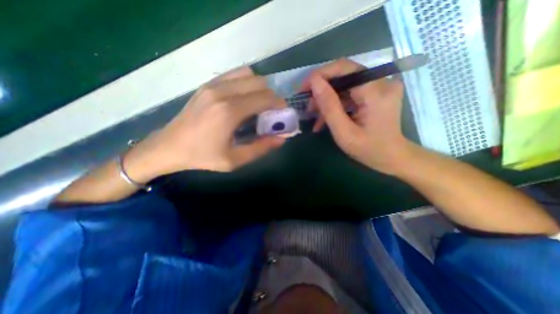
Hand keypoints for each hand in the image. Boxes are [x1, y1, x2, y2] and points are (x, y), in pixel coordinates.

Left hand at [124, 68, 285, 182]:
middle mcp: (222, 92)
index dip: (279, 104)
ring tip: (258, 104)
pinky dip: (246, 82)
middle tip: (271, 111)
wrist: (169, 147)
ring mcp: (213, 85)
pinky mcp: (207, 84)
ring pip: (249, 74)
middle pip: (260, 83)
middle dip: (271, 96)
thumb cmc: (203, 156)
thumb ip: (261, 148)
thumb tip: (282, 138)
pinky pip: (234, 74)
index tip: (283, 113)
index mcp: (230, 111)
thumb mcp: (235, 160)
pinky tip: (244, 97)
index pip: (265, 98)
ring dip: (259, 87)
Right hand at [302, 57, 409, 174]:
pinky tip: (326, 116)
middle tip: (308, 106)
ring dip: (328, 98)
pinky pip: (351, 91)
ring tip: (315, 115)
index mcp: (376, 92)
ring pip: (345, 84)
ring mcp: (381, 85)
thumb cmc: (368, 150)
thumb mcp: (344, 133)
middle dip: (322, 89)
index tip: (303, 88)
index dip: (320, 74)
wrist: (392, 157)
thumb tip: (314, 82)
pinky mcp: (378, 91)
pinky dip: (337, 102)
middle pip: (344, 75)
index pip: (344, 68)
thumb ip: (329, 107)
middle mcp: (382, 82)